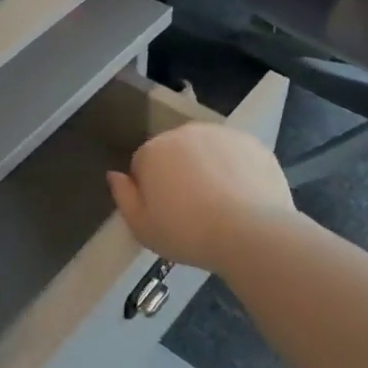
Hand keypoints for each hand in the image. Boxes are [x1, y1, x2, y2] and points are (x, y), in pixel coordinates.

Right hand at [107, 123, 294, 273]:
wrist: (250, 233)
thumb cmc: (188, 233)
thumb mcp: (143, 227)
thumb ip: (123, 197)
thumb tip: (114, 175)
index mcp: (153, 151)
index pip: (143, 164)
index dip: (152, 189)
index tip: (166, 212)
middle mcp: (183, 133)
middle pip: (174, 152)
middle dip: (179, 172)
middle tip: (193, 208)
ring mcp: (220, 134)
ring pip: (206, 149)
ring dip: (208, 167)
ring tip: (222, 202)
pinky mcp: (252, 142)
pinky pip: (235, 153)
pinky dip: (236, 168)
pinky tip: (244, 195)